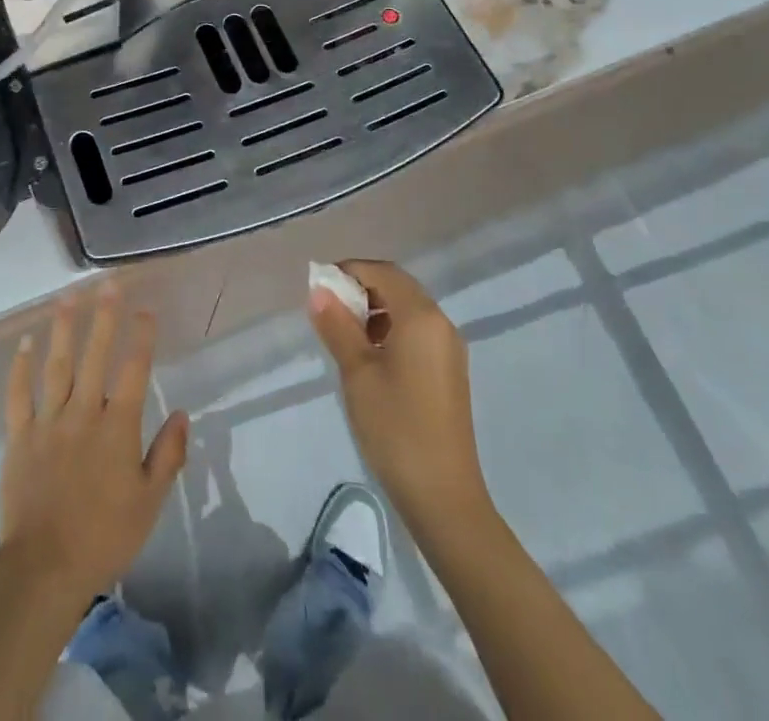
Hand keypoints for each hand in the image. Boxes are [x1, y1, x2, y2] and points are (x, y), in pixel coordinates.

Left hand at [0, 286, 189, 606]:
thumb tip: (181, 412)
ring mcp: (48, 421)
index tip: (146, 309)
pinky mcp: (20, 436)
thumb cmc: (104, 536)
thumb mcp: (149, 502)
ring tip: (67, 297)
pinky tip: (24, 342)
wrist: (44, 569)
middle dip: (104, 317)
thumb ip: (167, 455)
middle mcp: (83, 413)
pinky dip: (20, 367)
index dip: (142, 337)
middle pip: (95, 355)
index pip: (134, 370)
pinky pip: (18, 395)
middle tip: (107, 284)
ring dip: (63, 328)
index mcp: (117, 427)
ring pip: (56, 365)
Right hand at [308, 260, 491, 534]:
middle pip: (398, 286)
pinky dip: (390, 331)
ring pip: (407, 310)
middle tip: (327, 310)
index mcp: (421, 317)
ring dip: (374, 311)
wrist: (444, 497)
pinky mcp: (448, 372)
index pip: (383, 272)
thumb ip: (337, 326)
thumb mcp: (357, 373)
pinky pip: (416, 333)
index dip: (349, 271)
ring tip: (343, 336)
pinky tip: (368, 359)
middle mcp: (441, 324)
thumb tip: (319, 291)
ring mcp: (449, 349)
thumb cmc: (395, 427)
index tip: (319, 288)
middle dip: (361, 289)